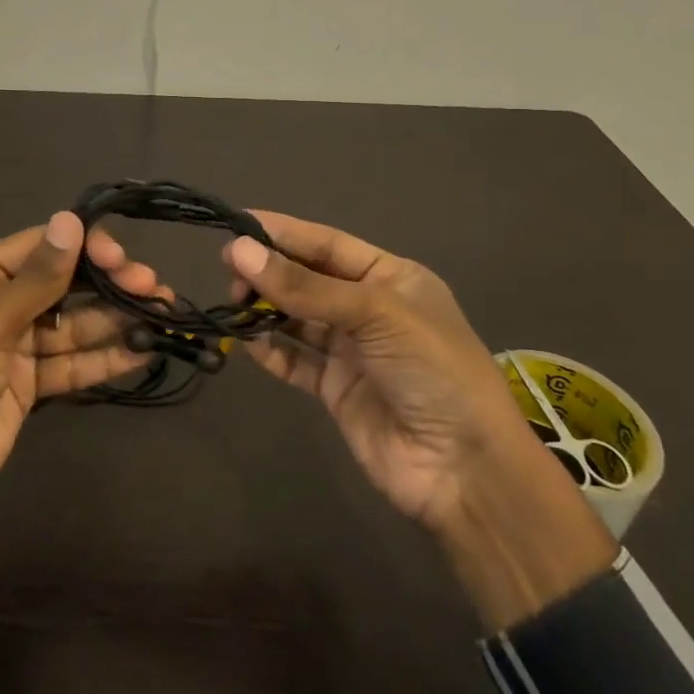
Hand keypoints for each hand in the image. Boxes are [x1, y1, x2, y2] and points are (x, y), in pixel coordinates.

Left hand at [0, 211, 162, 617]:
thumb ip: (36, 279)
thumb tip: (71, 220)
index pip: (41, 246)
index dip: (86, 247)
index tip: (123, 260)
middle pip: (64, 284)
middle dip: (109, 283)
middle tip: (154, 288)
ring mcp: (16, 346)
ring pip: (75, 324)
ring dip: (116, 319)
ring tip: (162, 313)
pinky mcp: (30, 385)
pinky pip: (73, 363)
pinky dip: (106, 358)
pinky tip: (143, 349)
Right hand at [225, 213, 616, 629]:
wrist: (463, 469)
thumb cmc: (431, 369)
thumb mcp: (374, 314)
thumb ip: (305, 287)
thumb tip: (239, 250)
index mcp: (391, 277)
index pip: (327, 244)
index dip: (283, 233)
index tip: (236, 224)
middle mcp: (369, 308)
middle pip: (308, 279)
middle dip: (270, 271)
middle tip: (230, 272)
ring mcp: (351, 350)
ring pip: (296, 318)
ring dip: (266, 309)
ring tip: (233, 303)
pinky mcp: (336, 389)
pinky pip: (295, 360)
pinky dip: (270, 350)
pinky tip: (248, 342)